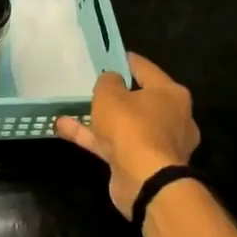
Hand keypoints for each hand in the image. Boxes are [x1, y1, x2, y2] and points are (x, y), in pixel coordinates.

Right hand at [55, 53, 200, 216]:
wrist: (146, 181)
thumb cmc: (132, 127)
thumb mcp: (110, 94)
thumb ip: (107, 81)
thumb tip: (111, 80)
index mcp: (172, 94)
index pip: (146, 69)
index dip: (125, 61)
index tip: (109, 55)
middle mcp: (172, 118)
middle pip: (139, 99)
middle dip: (116, 94)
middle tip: (94, 85)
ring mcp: (158, 144)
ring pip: (125, 124)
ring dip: (99, 118)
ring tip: (71, 108)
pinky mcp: (144, 164)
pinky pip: (115, 144)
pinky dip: (93, 137)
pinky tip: (65, 129)